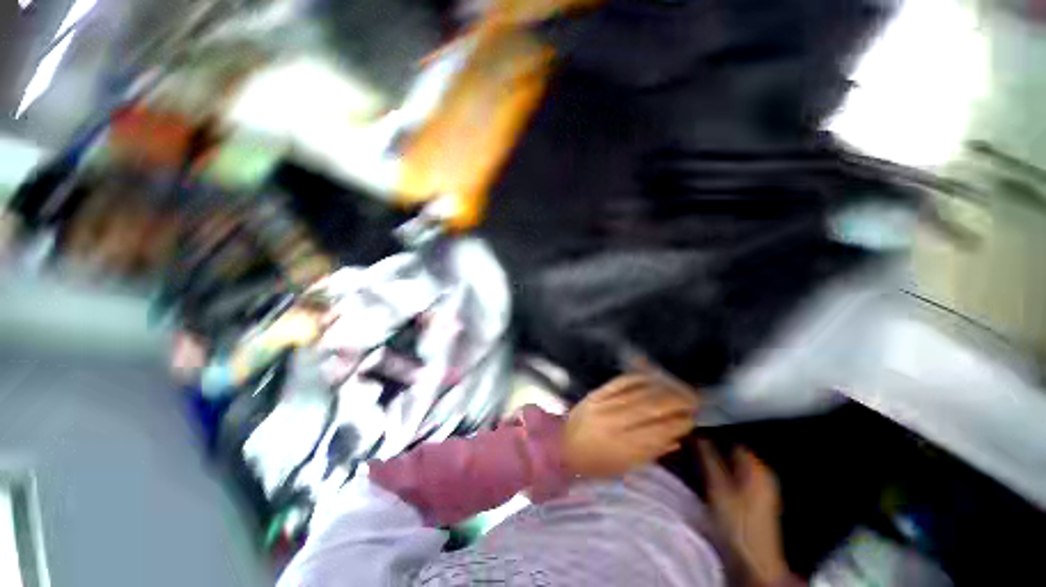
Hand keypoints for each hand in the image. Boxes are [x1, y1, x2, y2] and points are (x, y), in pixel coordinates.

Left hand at [563, 374, 697, 478]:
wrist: (561, 446)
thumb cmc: (594, 464)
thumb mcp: (624, 468)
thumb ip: (651, 452)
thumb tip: (677, 437)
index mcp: (623, 447)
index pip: (658, 431)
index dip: (679, 423)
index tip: (692, 419)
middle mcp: (615, 422)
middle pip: (651, 407)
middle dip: (676, 401)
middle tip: (693, 399)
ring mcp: (604, 404)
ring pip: (639, 392)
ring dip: (662, 388)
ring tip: (679, 387)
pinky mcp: (596, 393)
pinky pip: (621, 381)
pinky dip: (640, 378)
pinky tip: (653, 377)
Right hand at [698, 441, 789, 585]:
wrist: (755, 559)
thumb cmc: (736, 522)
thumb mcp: (716, 487)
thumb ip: (707, 458)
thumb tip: (697, 434)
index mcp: (756, 465)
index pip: (730, 439)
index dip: (711, 437)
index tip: (693, 441)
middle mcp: (764, 471)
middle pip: (733, 451)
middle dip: (715, 451)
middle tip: (694, 455)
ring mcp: (765, 486)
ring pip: (736, 464)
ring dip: (719, 464)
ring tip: (701, 468)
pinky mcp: (762, 499)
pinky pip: (740, 476)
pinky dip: (727, 476)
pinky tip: (715, 484)